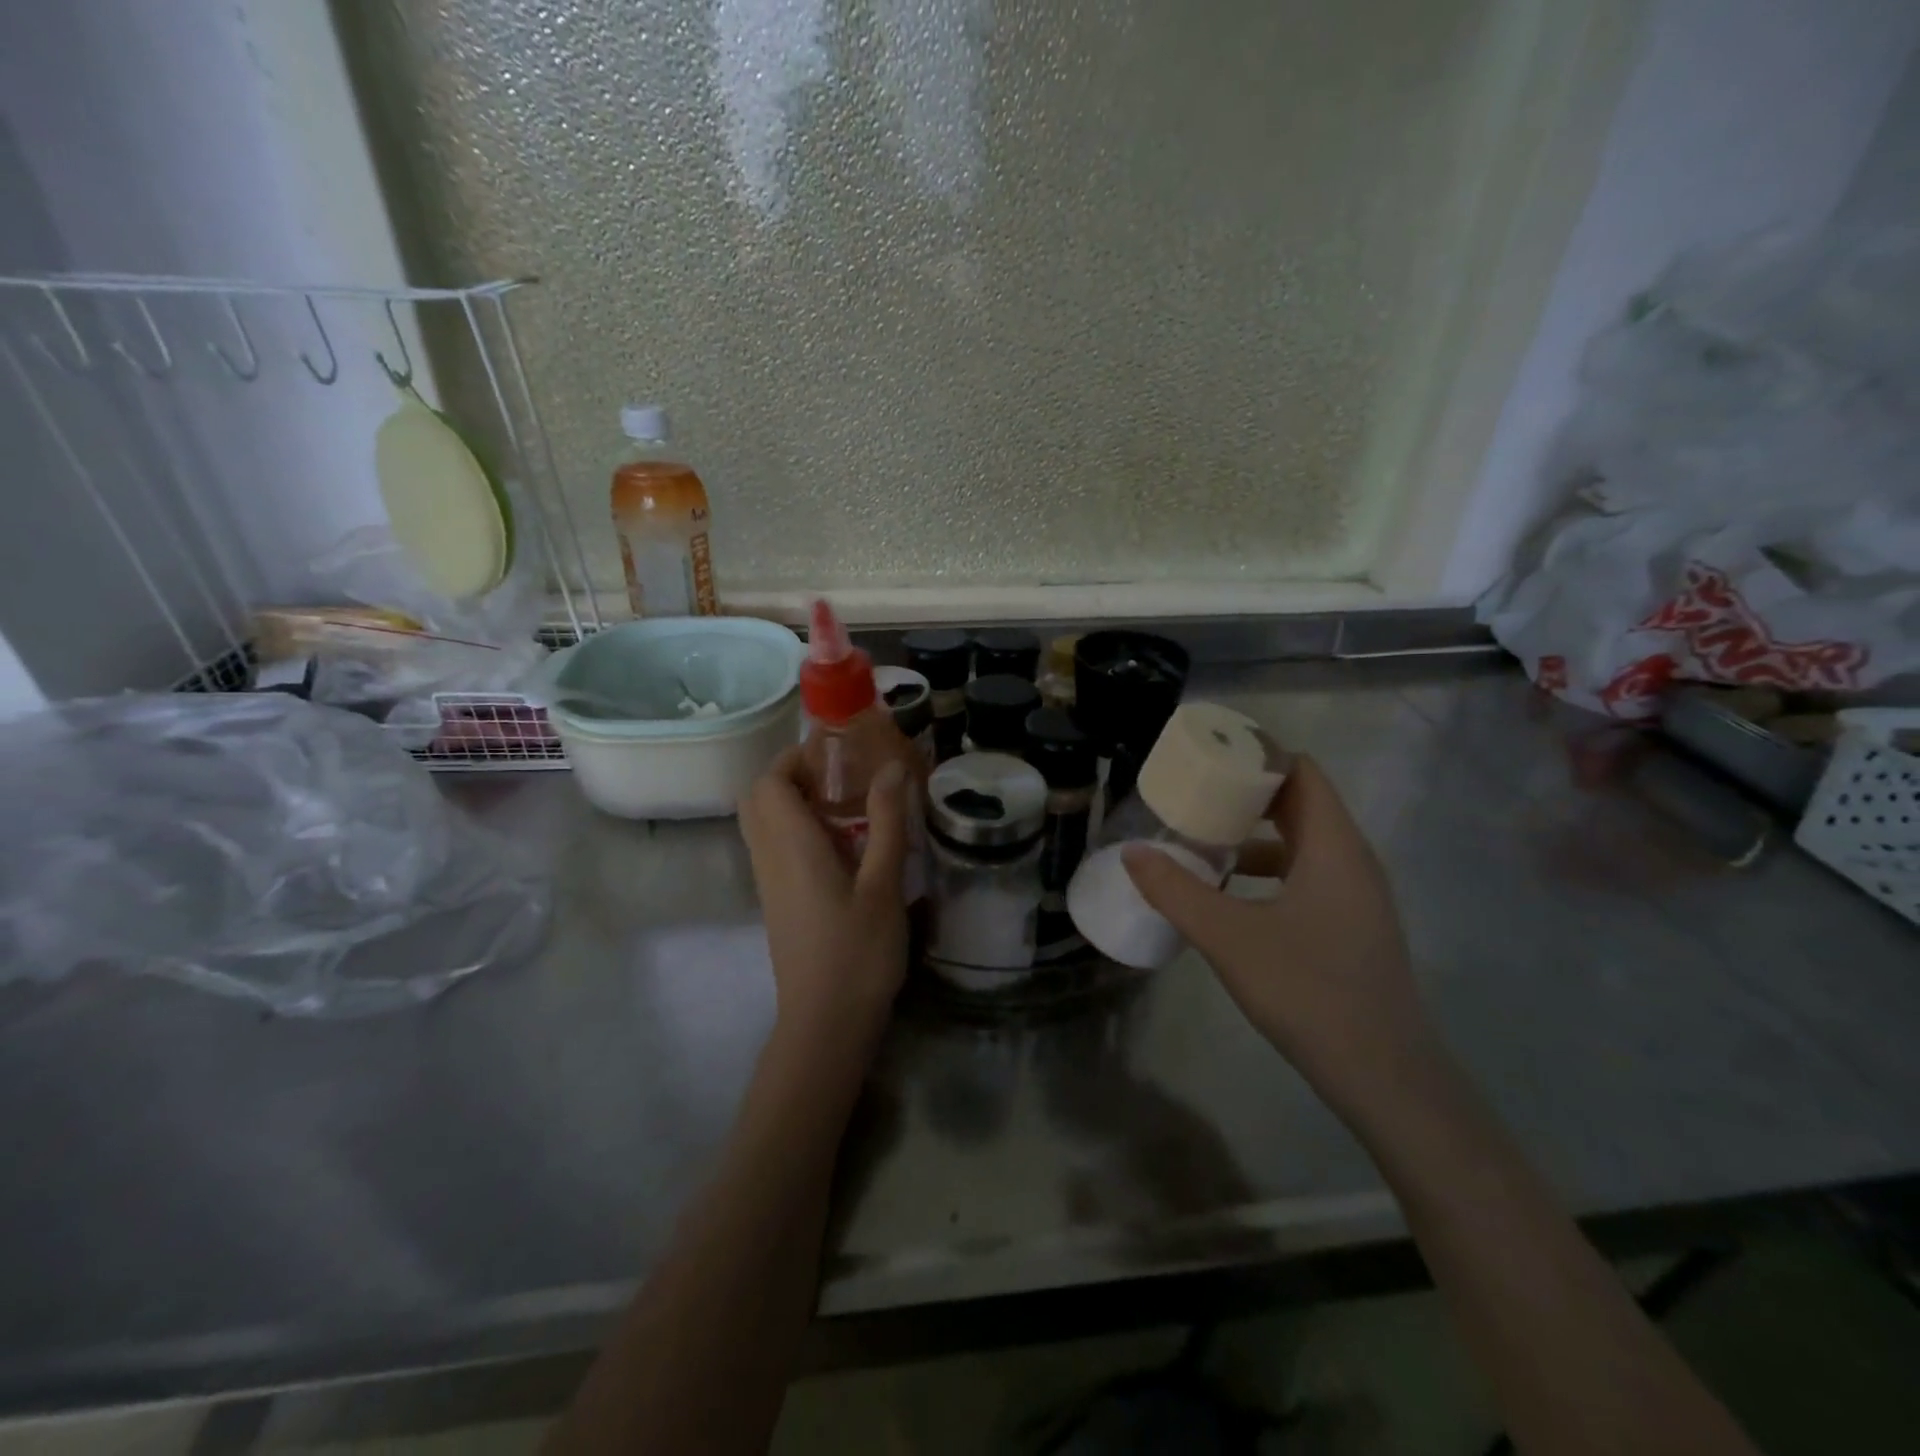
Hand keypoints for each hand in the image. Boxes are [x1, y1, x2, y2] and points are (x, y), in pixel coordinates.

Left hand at [740, 749, 910, 1053]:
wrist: (825, 1024)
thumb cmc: (858, 952)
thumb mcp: (883, 884)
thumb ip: (887, 822)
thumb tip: (891, 767)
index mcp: (791, 846)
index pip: (769, 782)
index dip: (795, 758)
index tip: (837, 754)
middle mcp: (769, 858)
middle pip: (758, 799)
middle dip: (791, 775)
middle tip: (839, 776)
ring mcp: (769, 883)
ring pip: (763, 824)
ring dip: (794, 802)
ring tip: (845, 805)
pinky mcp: (777, 903)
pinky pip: (775, 848)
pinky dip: (797, 830)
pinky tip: (841, 846)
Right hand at [1121, 756, 1441, 1122]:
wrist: (1385, 1077)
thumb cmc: (1308, 990)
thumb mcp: (1229, 937)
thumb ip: (1176, 891)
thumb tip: (1132, 852)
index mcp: (1334, 846)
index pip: (1301, 771)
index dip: (1257, 755)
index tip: (1209, 758)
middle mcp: (1352, 860)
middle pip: (1299, 803)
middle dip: (1245, 795)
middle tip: (1192, 795)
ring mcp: (1356, 896)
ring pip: (1302, 844)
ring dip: (1253, 837)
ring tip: (1201, 842)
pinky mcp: (1351, 927)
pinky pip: (1306, 877)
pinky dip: (1267, 872)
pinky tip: (1230, 897)